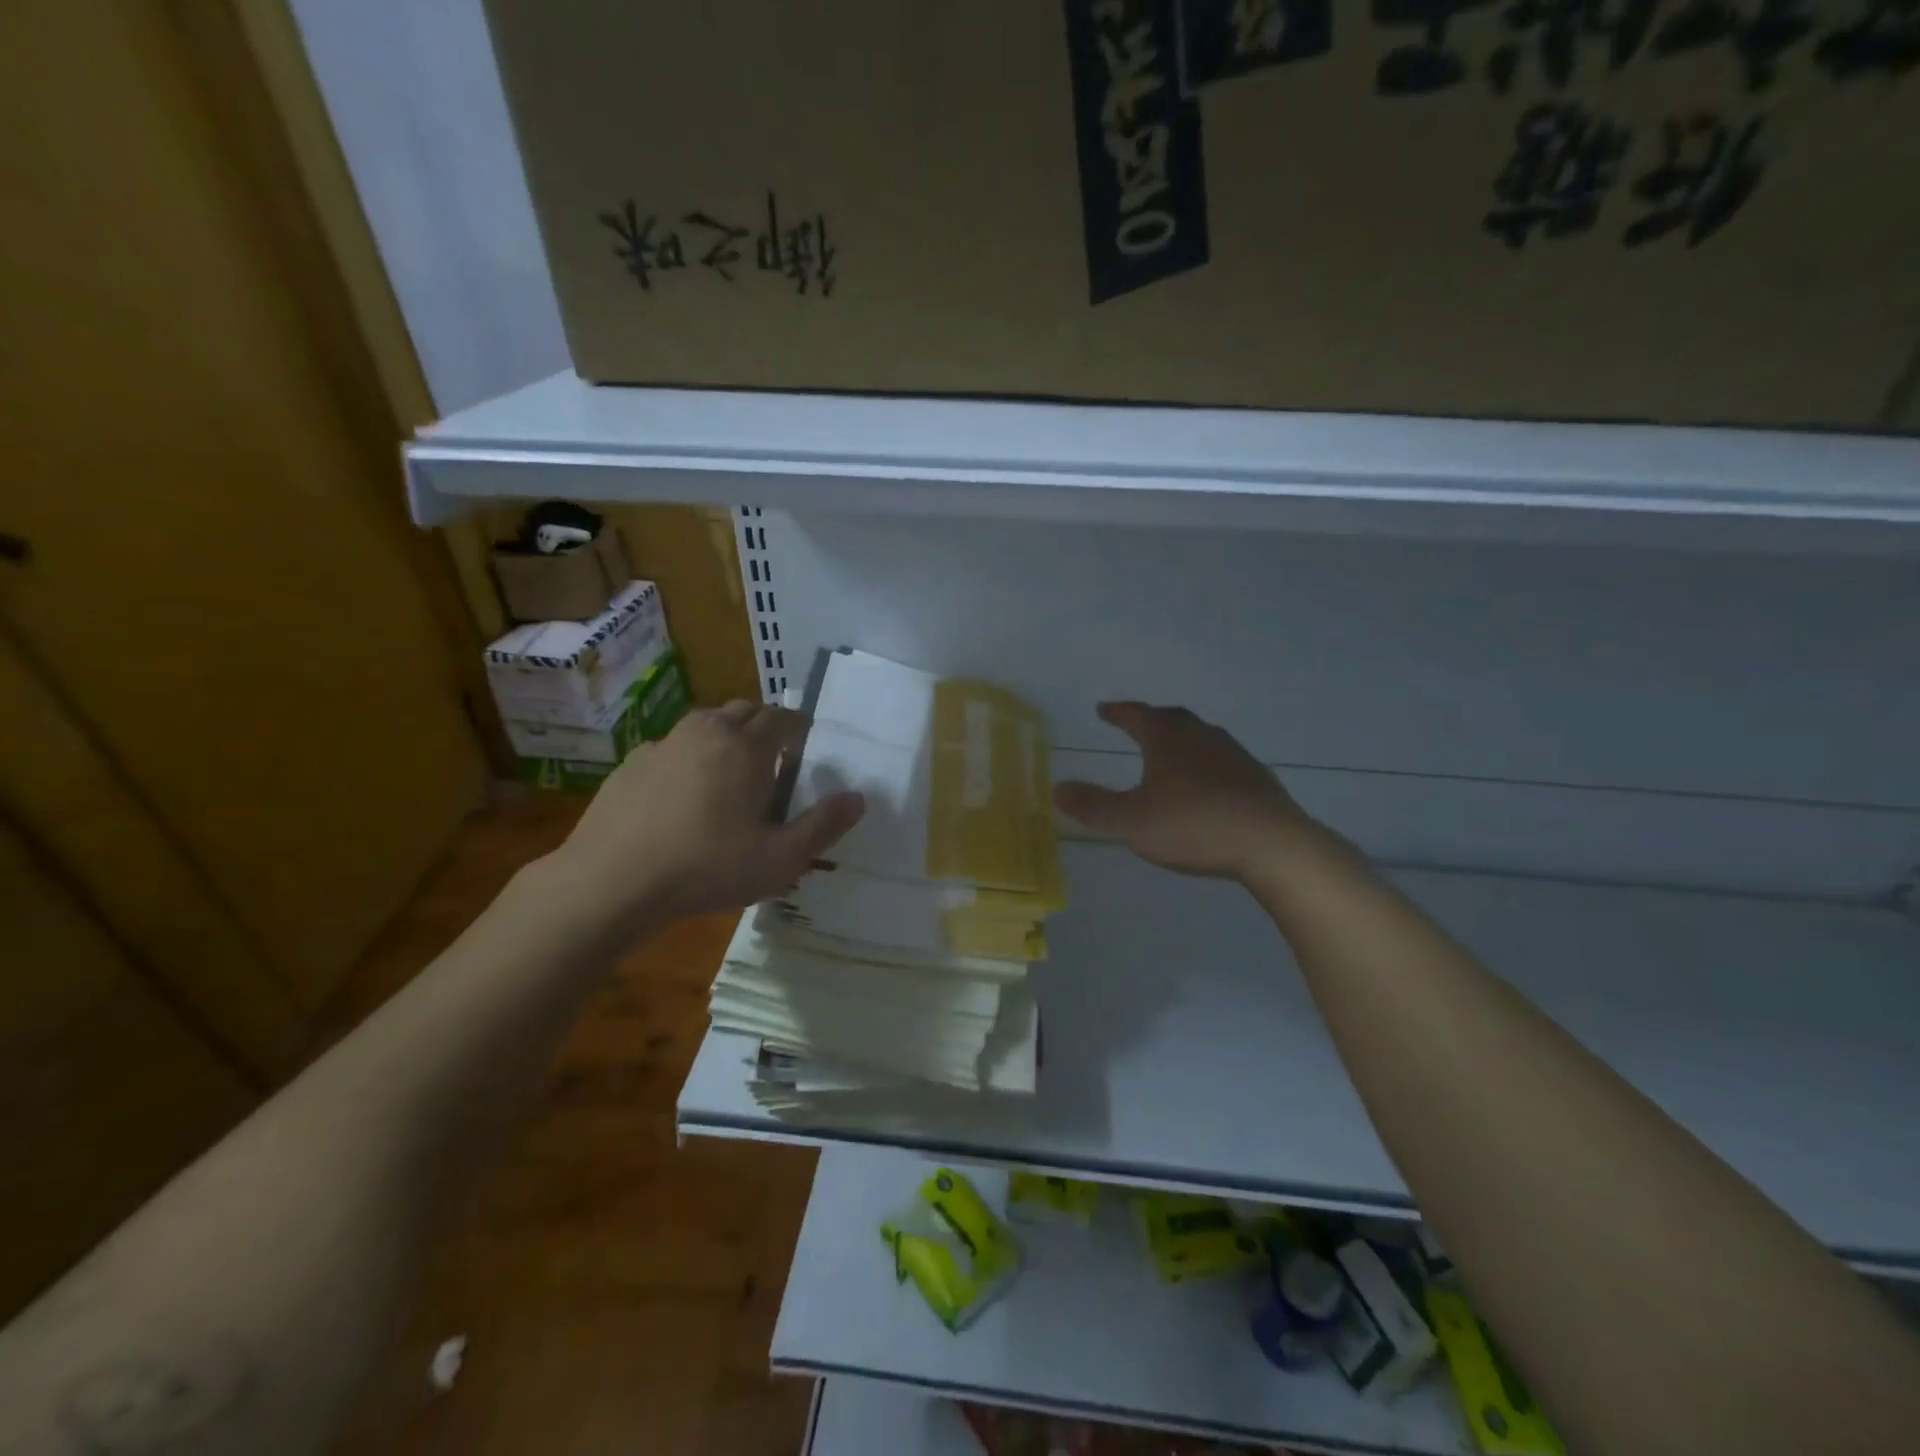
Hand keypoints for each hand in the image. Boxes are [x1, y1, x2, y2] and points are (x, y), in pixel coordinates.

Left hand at [549, 701, 865, 928]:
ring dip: (725, 736)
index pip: (782, 718)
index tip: (806, 746)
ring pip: (704, 723)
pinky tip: (682, 794)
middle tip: (773, 758)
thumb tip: (859, 797)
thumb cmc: (707, 867)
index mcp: (746, 747)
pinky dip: (687, 757)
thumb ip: (823, 826)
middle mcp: (706, 732)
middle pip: (743, 710)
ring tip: (730, 771)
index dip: (798, 728)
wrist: (610, 881)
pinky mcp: (631, 764)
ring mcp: (663, 745)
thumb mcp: (780, 859)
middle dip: (764, 725)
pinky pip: (671, 747)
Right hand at [1053, 702, 1332, 882]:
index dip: (1117, 712)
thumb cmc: (1193, 826)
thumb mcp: (1131, 821)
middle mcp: (1201, 736)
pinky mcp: (1256, 778)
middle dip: (1150, 720)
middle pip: (1172, 719)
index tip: (1103, 709)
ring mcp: (1234, 755)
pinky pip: (1222, 760)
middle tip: (1135, 724)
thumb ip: (1092, 806)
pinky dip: (1205, 764)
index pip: (1137, 714)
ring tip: (1169, 752)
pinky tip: (1206, 784)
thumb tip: (1056, 789)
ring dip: (1181, 740)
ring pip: (1201, 737)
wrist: (1271, 844)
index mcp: (1168, 738)